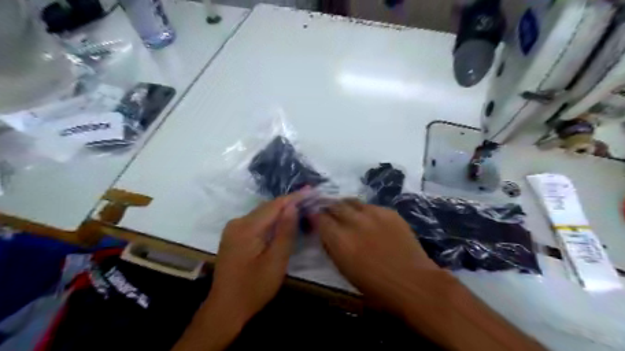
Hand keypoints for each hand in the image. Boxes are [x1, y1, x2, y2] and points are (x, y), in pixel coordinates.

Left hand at [207, 193, 301, 324]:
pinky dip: (270, 220)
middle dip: (288, 203)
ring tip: (300, 208)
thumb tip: (292, 206)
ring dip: (280, 211)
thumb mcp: (276, 261)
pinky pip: (255, 222)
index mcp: (247, 227)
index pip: (275, 205)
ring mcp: (233, 229)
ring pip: (262, 214)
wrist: (225, 308)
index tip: (311, 190)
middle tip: (309, 200)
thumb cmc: (254, 287)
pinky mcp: (233, 236)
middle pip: (267, 207)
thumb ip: (285, 231)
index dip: (294, 197)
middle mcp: (237, 222)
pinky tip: (281, 223)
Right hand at [309, 200, 440, 311]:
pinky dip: (364, 210)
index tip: (314, 217)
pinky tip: (368, 219)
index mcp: (340, 240)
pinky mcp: (389, 212)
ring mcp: (373, 214)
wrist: (413, 282)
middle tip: (328, 212)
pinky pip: (370, 206)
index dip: (315, 216)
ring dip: (345, 205)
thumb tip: (325, 233)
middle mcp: (354, 221)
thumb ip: (332, 247)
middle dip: (328, 207)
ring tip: (345, 211)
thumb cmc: (376, 286)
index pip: (320, 218)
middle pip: (334, 205)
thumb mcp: (344, 269)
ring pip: (352, 201)